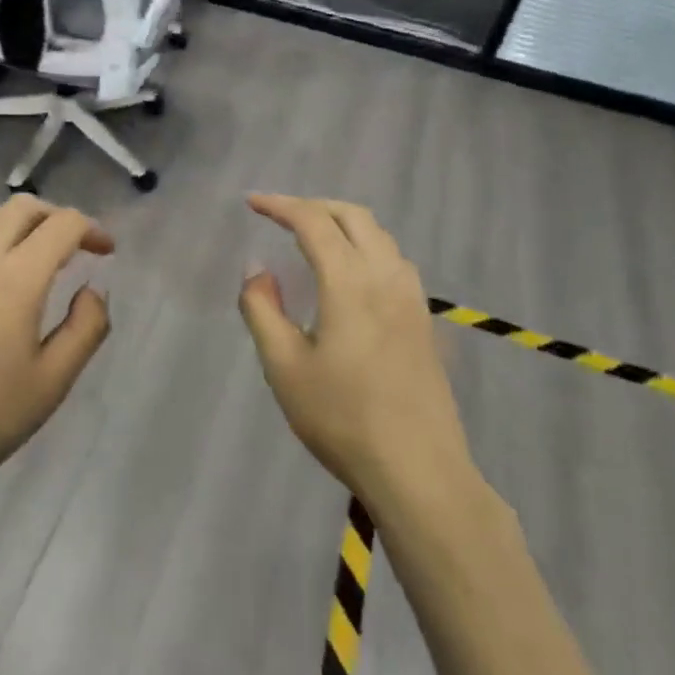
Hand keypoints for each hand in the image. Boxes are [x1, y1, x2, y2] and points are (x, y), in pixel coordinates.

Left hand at [0, 195, 113, 500]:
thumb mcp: (51, 383)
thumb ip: (85, 329)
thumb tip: (93, 290)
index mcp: (18, 277)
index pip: (62, 225)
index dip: (91, 229)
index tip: (106, 252)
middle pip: (22, 207)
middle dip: (55, 216)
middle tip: (73, 245)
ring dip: (10, 219)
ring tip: (24, 248)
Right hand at [238, 194, 477, 509]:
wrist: (418, 471)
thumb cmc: (342, 418)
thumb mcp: (283, 366)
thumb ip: (262, 309)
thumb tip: (258, 270)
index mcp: (349, 281)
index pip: (313, 221)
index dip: (280, 205)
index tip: (251, 203)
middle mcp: (386, 276)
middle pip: (353, 216)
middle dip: (313, 205)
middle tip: (280, 215)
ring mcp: (412, 298)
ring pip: (379, 235)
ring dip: (343, 223)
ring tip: (312, 237)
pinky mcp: (424, 320)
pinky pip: (394, 259)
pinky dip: (366, 245)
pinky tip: (351, 273)